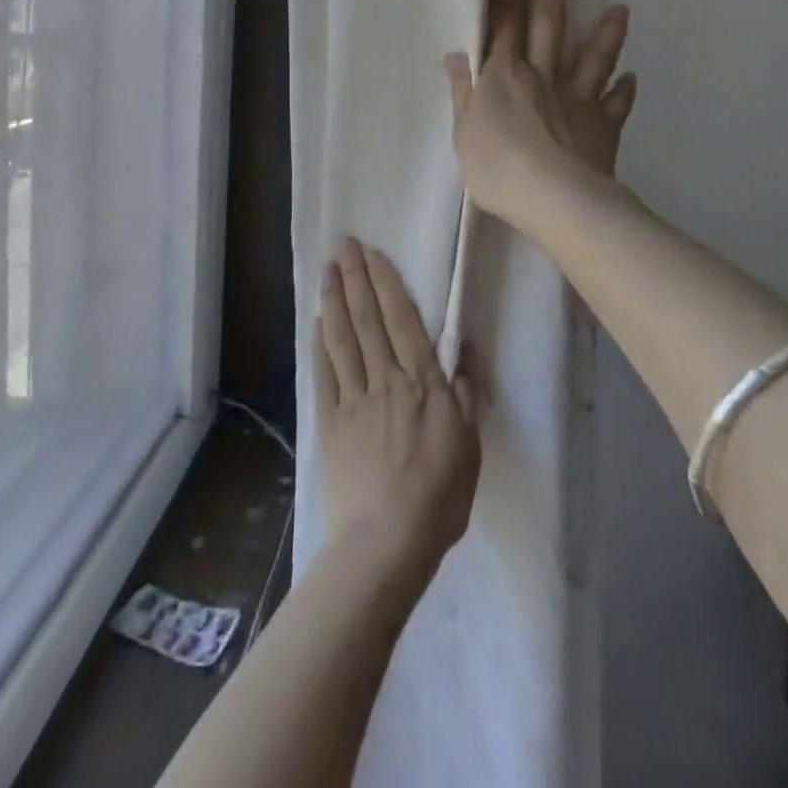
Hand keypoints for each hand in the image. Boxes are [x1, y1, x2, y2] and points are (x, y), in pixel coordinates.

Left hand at [314, 239, 481, 575]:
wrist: (386, 543)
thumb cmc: (438, 496)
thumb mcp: (471, 445)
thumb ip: (466, 393)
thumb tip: (466, 348)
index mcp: (423, 384)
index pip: (402, 321)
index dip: (386, 284)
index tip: (373, 254)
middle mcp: (386, 380)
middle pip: (368, 320)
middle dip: (355, 279)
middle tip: (344, 245)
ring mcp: (354, 400)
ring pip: (343, 339)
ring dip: (334, 301)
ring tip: (328, 270)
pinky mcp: (330, 423)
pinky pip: (324, 375)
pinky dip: (319, 344)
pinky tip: (316, 322)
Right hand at [444, 0, 637, 231]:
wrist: (554, 200)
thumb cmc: (498, 168)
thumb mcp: (464, 133)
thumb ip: (464, 93)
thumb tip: (457, 56)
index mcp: (503, 75)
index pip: (502, 17)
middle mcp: (542, 76)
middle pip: (547, 20)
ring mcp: (576, 99)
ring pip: (592, 57)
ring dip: (605, 32)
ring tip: (619, 8)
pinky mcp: (602, 126)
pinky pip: (615, 105)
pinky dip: (623, 91)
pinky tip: (630, 79)